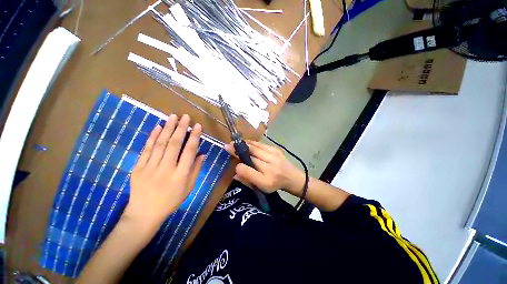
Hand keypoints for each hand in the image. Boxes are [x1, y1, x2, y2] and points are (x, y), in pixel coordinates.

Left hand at [123, 114, 203, 229]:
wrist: (144, 213)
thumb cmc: (171, 201)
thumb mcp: (189, 188)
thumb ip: (196, 170)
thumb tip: (202, 154)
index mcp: (180, 175)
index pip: (189, 151)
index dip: (194, 137)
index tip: (197, 126)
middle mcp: (166, 169)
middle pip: (174, 144)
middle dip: (181, 128)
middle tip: (185, 117)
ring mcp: (150, 167)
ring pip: (160, 144)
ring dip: (167, 128)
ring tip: (173, 117)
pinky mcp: (138, 167)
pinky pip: (146, 149)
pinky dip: (152, 137)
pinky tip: (158, 127)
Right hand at [225, 140, 303, 194]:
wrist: (293, 177)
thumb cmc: (275, 185)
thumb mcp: (261, 188)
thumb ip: (247, 181)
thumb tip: (235, 173)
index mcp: (266, 181)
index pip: (248, 172)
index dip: (238, 167)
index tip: (233, 163)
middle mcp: (271, 168)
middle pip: (252, 156)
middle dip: (238, 150)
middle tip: (227, 146)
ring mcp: (275, 156)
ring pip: (256, 148)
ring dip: (244, 144)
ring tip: (235, 143)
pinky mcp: (277, 150)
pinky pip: (261, 144)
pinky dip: (252, 143)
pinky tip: (246, 142)